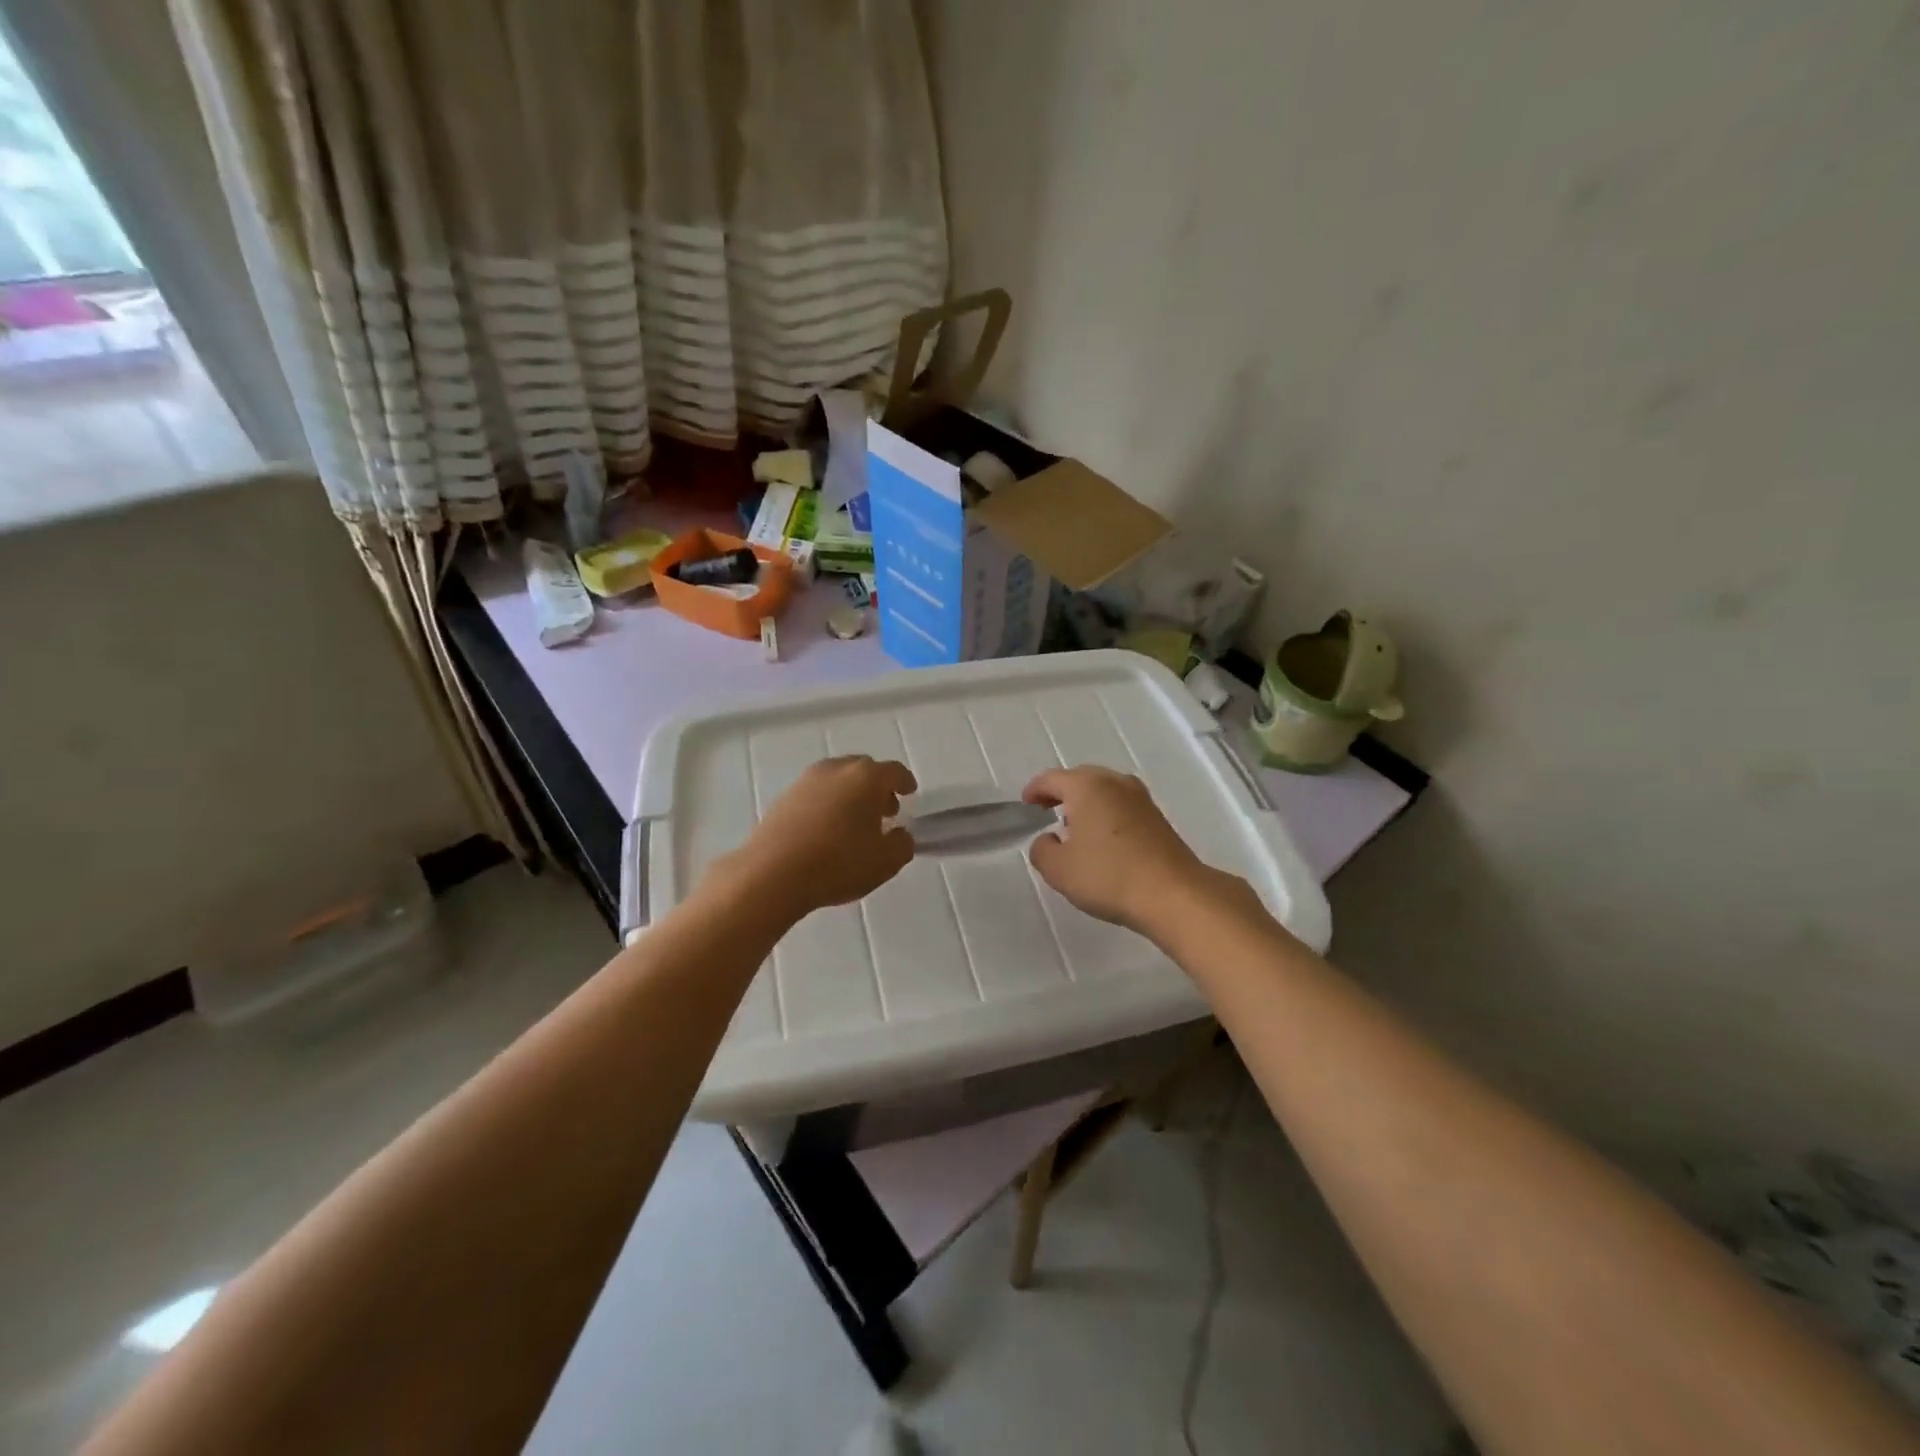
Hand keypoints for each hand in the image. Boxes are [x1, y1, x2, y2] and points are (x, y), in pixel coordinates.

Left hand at [720, 756, 916, 921]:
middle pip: (864, 770)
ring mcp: (806, 781)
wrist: (772, 874)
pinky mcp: (783, 797)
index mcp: (867, 778)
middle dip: (878, 788)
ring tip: (854, 823)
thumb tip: (899, 834)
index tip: (909, 792)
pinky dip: (828, 804)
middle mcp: (837, 770)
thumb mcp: (886, 862)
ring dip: (851, 795)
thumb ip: (902, 844)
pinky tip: (827, 830)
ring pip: (838, 780)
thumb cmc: (839, 863)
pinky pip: (816, 794)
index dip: (905, 782)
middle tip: (885, 811)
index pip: (894, 772)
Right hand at [1023, 766, 1219, 935]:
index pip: (1052, 779)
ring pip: (1104, 791)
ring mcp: (1141, 798)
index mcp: (1087, 786)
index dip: (1035, 790)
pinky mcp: (1158, 818)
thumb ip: (1042, 850)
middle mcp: (1115, 782)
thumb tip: (1048, 839)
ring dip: (1087, 803)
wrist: (1174, 894)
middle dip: (1062, 793)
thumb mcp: (1058, 869)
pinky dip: (1107, 814)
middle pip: (1081, 778)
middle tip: (1047, 812)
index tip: (1026, 804)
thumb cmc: (1108, 876)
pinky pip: (1122, 806)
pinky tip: (1103, 840)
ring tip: (1074, 827)